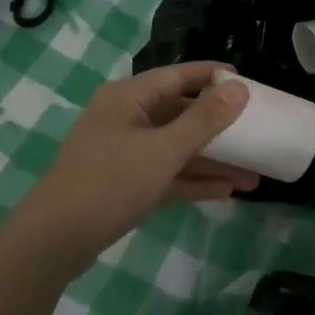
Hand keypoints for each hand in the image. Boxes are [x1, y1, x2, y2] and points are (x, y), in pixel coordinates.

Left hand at [19, 63, 256, 254]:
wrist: (57, 239)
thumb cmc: (110, 182)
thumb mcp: (164, 150)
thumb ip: (204, 120)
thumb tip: (239, 88)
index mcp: (129, 98)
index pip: (178, 75)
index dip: (212, 76)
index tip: (248, 82)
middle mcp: (127, 118)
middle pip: (181, 114)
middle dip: (221, 129)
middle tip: (258, 133)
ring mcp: (125, 152)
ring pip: (177, 148)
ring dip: (212, 161)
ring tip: (253, 175)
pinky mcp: (125, 183)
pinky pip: (167, 174)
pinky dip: (193, 181)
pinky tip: (226, 192)